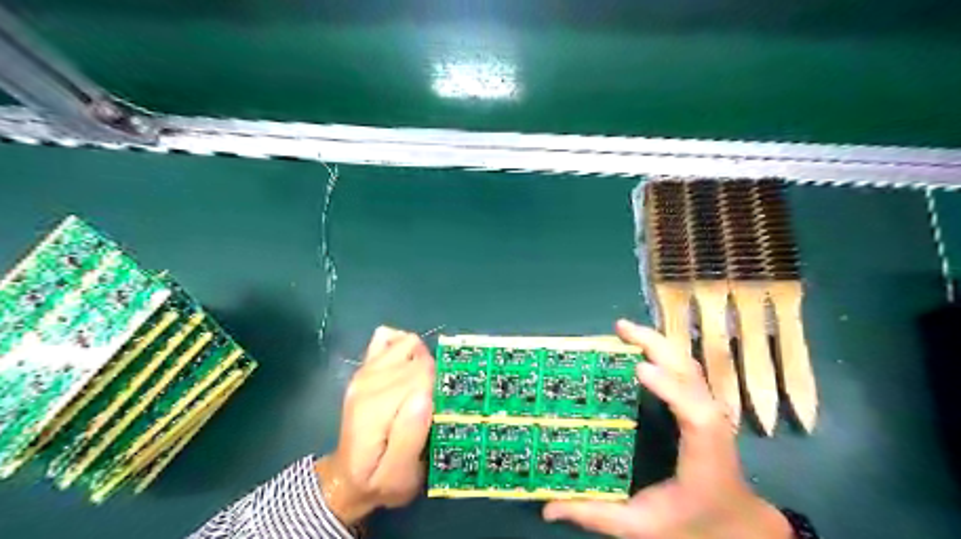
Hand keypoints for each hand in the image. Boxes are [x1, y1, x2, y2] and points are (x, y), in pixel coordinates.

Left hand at [315, 326, 436, 523]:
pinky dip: (403, 346)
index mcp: (376, 407)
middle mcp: (368, 380)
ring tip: (424, 387)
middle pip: (418, 357)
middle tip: (434, 405)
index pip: (421, 374)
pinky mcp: (366, 367)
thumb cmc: (378, 480)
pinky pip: (388, 337)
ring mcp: (365, 370)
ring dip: (422, 360)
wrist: (347, 478)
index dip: (438, 389)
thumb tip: (425, 397)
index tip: (441, 410)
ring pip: (408, 343)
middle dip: (434, 376)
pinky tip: (408, 367)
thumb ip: (410, 438)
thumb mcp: (399, 476)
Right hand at [544, 319, 791, 538]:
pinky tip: (642, 345)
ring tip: (625, 330)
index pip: (695, 413)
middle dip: (657, 345)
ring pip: (688, 363)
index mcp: (702, 451)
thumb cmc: (693, 521)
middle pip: (691, 372)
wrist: (737, 523)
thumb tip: (547, 510)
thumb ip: (596, 516)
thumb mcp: (642, 526)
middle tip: (620, 328)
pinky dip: (664, 350)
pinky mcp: (703, 404)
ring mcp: (710, 408)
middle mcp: (711, 422)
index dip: (671, 387)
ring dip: (658, 341)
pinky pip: (685, 368)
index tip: (639, 369)